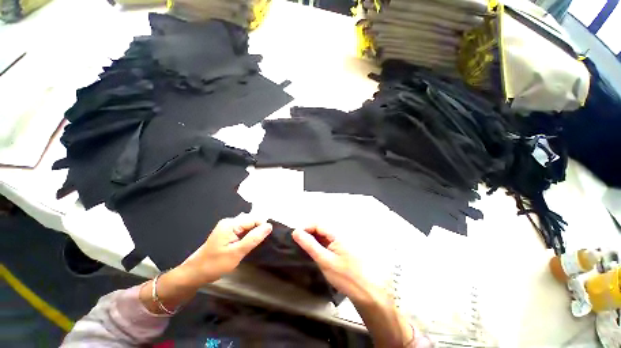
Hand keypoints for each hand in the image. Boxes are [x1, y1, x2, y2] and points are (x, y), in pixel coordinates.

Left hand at [181, 214, 272, 284]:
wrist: (195, 273)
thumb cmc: (215, 264)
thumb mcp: (237, 253)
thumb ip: (254, 238)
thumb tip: (269, 226)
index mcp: (231, 224)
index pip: (254, 219)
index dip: (262, 227)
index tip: (264, 240)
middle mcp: (229, 221)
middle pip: (251, 221)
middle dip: (257, 230)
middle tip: (256, 245)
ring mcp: (227, 227)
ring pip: (248, 226)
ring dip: (252, 234)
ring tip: (251, 245)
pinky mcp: (227, 232)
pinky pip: (242, 230)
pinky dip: (247, 236)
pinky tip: (245, 245)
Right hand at [292, 225, 385, 305]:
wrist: (368, 291)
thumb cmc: (346, 276)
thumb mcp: (325, 260)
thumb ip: (310, 245)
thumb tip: (296, 231)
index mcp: (337, 233)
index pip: (317, 224)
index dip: (305, 228)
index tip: (295, 238)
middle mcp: (340, 233)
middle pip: (321, 228)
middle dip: (308, 234)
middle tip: (299, 246)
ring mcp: (342, 241)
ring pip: (324, 235)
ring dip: (314, 240)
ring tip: (305, 250)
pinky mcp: (343, 248)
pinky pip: (329, 242)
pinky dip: (321, 245)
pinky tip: (317, 254)